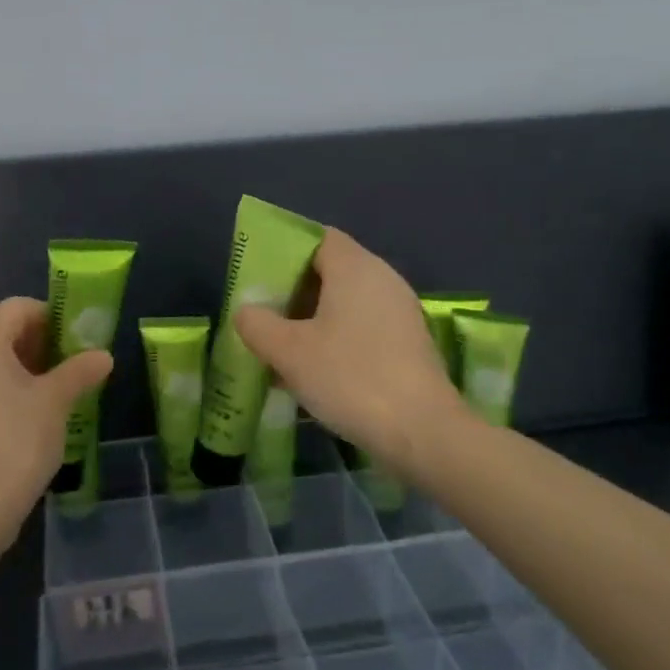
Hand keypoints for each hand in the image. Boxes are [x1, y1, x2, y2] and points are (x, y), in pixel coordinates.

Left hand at [0, 297, 112, 545]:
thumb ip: (80, 370)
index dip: (50, 315)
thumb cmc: (17, 441)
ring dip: (23, 366)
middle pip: (0, 331)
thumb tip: (103, 356)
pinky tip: (30, 413)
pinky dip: (4, 387)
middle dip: (38, 342)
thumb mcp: (56, 401)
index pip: (15, 308)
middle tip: (71, 363)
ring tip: (56, 389)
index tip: (76, 338)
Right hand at [235, 229, 463, 476]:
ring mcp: (400, 311)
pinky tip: (317, 369)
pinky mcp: (409, 342)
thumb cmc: (350, 377)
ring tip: (283, 346)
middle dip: (295, 289)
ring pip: (347, 302)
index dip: (286, 251)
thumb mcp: (289, 352)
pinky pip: (364, 326)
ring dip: (314, 318)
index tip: (260, 275)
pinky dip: (337, 337)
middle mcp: (383, 279)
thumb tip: (247, 311)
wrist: (423, 432)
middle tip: (264, 312)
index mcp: (355, 267)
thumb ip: (258, 324)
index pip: (318, 238)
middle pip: (332, 270)